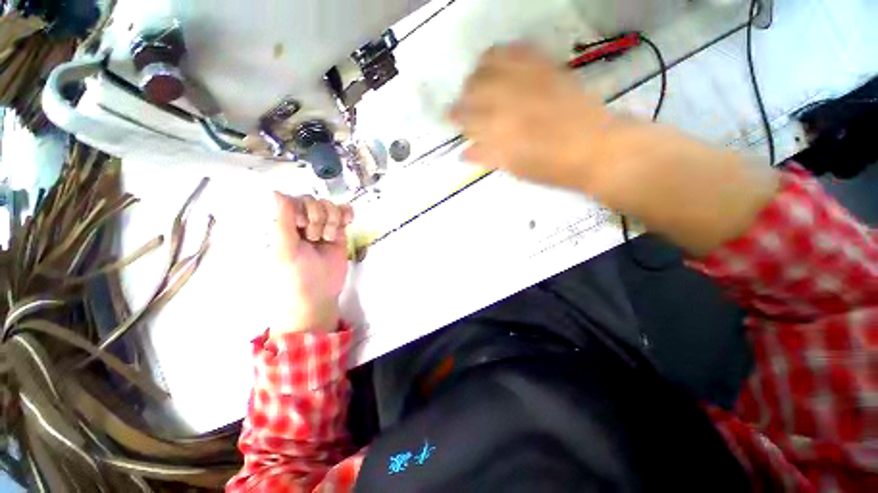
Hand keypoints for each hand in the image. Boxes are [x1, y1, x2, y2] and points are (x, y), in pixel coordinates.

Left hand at [268, 194, 353, 336]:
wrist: (319, 293)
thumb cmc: (296, 273)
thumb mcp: (285, 247)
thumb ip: (283, 219)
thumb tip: (276, 191)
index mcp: (286, 225)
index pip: (295, 200)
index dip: (301, 208)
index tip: (300, 226)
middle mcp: (304, 223)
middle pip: (314, 201)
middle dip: (317, 217)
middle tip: (315, 238)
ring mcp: (324, 227)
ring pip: (331, 206)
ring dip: (332, 219)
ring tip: (329, 238)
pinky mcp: (340, 233)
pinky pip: (345, 213)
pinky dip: (347, 213)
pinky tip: (348, 221)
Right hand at [450, 44, 614, 191]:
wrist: (595, 149)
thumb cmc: (551, 168)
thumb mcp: (514, 168)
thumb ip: (486, 156)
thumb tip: (464, 152)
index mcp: (497, 129)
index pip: (464, 115)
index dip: (455, 115)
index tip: (451, 117)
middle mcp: (508, 97)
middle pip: (473, 85)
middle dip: (465, 94)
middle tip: (467, 104)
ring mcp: (529, 77)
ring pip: (490, 61)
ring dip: (479, 72)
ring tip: (481, 82)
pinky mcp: (547, 67)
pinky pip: (518, 49)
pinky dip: (503, 54)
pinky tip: (501, 64)